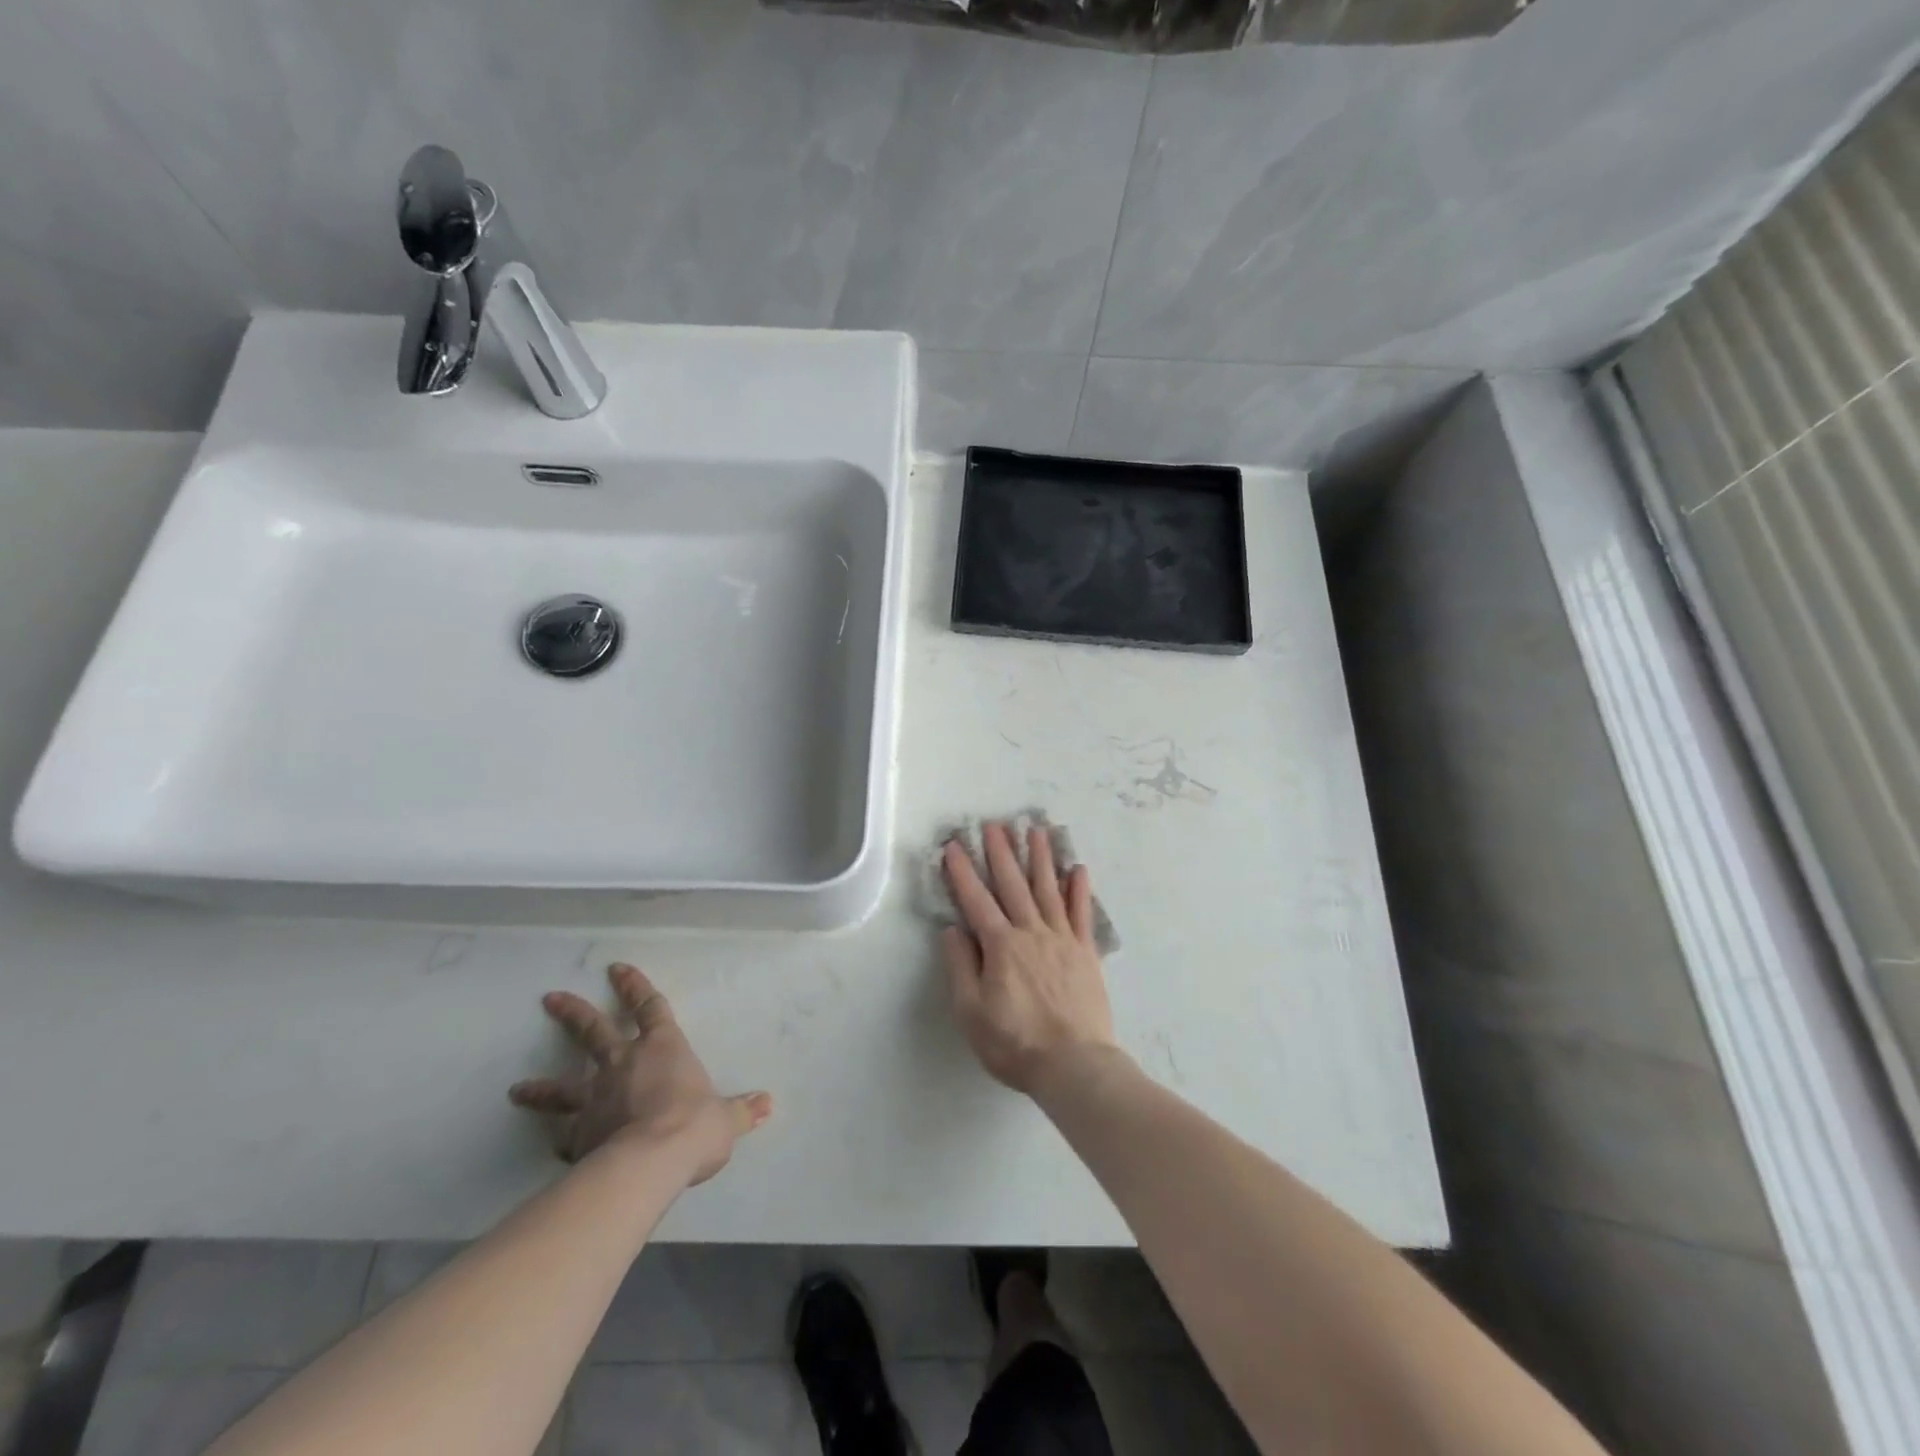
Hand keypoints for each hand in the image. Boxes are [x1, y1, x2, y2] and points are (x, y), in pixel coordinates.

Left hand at [509, 963, 772, 1184]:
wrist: (649, 1162)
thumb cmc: (693, 1126)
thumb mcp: (726, 1119)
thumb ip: (741, 1110)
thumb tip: (767, 1103)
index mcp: (663, 1048)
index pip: (650, 1007)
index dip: (635, 987)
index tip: (616, 969)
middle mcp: (624, 1064)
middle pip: (594, 1031)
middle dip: (574, 1013)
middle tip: (551, 998)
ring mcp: (595, 1099)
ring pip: (563, 1086)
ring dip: (541, 1086)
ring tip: (517, 1088)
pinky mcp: (578, 1136)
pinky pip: (564, 1136)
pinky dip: (558, 1140)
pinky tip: (551, 1146)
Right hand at [942, 822, 1119, 1094]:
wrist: (1074, 1064)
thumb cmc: (1015, 1043)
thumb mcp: (971, 1011)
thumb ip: (961, 966)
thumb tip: (953, 929)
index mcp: (1000, 946)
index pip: (976, 900)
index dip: (963, 872)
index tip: (954, 846)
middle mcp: (1031, 932)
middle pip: (1013, 884)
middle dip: (1001, 852)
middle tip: (995, 823)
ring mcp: (1062, 939)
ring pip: (1049, 889)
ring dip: (1041, 858)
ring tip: (1037, 830)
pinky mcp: (1086, 952)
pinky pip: (1081, 913)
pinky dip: (1079, 889)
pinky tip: (1078, 868)